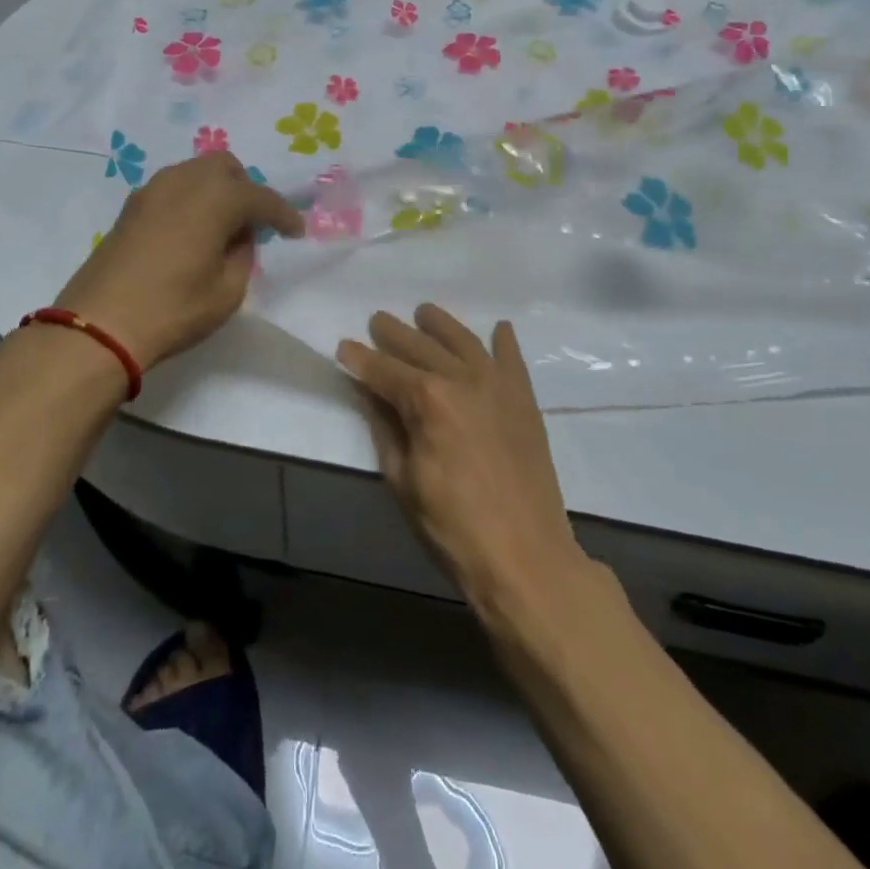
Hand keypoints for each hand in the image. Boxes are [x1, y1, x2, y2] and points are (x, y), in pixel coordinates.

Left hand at [54, 152, 302, 368]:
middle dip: (247, 190)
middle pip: (226, 168)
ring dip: (217, 191)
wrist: (99, 324)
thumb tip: (238, 237)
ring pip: (196, 172)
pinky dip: (191, 199)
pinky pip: (174, 187)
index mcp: (216, 198)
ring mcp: (153, 189)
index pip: (261, 198)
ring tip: (222, 227)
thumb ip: (242, 255)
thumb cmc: (173, 309)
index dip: (284, 215)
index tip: (296, 232)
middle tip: (254, 225)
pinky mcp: (131, 206)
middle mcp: (185, 181)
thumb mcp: (228, 291)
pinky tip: (192, 230)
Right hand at [338, 304, 585, 613]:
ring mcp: (498, 386)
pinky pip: (512, 359)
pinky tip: (499, 328)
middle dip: (394, 333)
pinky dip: (504, 341)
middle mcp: (462, 379)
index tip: (343, 347)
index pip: (384, 370)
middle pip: (421, 347)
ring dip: (441, 324)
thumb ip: (385, 428)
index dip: (360, 359)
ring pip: (464, 341)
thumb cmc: (452, 526)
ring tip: (424, 312)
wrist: (526, 556)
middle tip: (377, 320)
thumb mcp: (403, 480)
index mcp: (427, 400)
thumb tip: (370, 393)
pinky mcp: (524, 400)